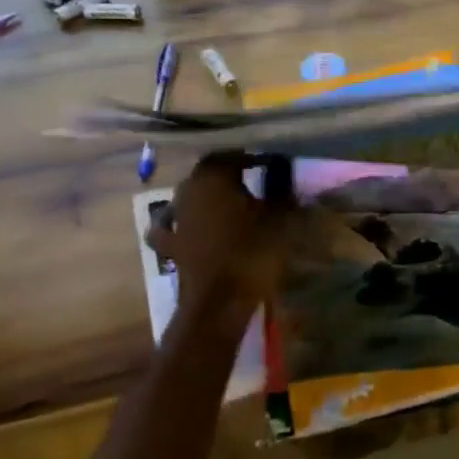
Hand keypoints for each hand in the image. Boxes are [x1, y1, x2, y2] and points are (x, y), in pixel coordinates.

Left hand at [145, 153, 292, 331]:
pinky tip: (194, 228)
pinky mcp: (172, 246)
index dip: (252, 158)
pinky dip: (186, 224)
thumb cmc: (252, 252)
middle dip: (229, 174)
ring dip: (209, 197)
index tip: (271, 164)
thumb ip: (282, 192)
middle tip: (255, 180)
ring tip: (233, 204)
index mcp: (213, 177)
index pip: (232, 155)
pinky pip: (175, 228)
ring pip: (192, 196)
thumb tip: (286, 174)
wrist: (219, 304)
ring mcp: (176, 219)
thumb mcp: (279, 219)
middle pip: (209, 173)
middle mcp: (189, 191)